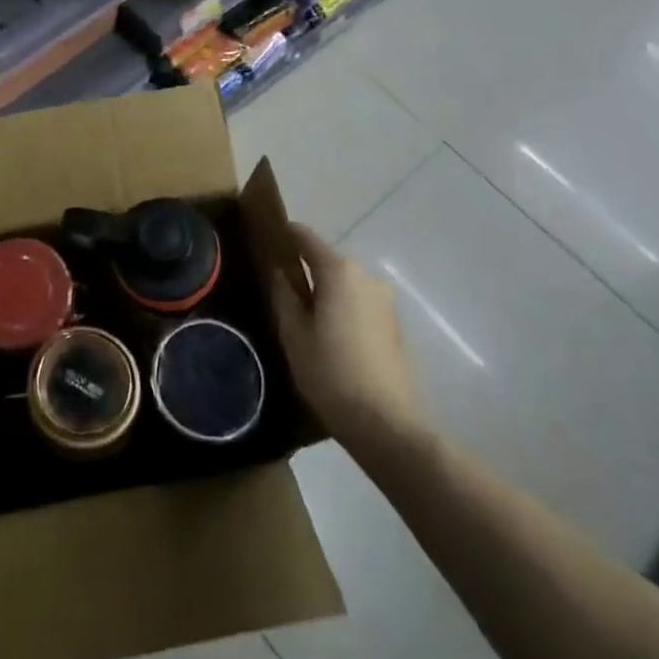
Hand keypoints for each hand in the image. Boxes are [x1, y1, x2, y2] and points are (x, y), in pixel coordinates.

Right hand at [268, 222, 421, 455]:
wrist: (386, 423)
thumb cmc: (330, 372)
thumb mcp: (293, 333)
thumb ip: (284, 294)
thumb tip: (278, 271)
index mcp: (339, 271)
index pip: (305, 237)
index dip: (283, 236)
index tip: (264, 242)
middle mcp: (366, 276)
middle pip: (327, 260)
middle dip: (303, 268)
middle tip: (277, 287)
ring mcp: (384, 300)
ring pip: (344, 284)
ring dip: (324, 291)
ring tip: (301, 314)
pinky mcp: (393, 324)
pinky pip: (359, 303)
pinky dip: (341, 308)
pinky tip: (328, 334)